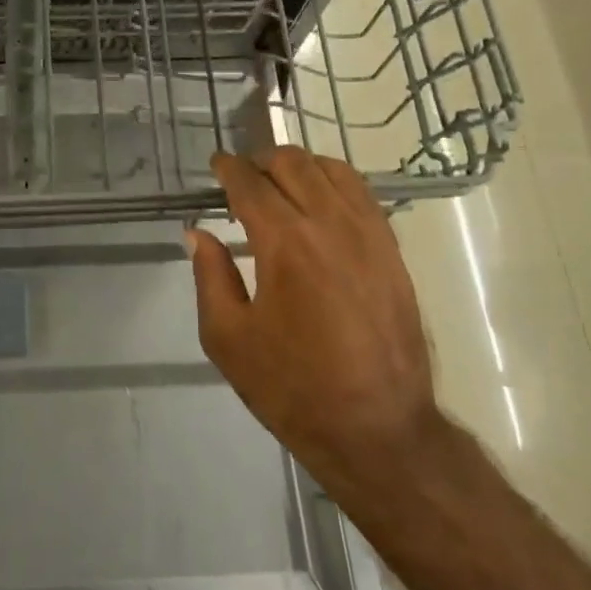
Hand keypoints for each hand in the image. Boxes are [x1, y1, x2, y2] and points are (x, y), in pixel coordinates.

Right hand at [187, 147, 441, 497]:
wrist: (379, 429)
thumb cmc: (293, 388)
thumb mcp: (229, 339)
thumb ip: (210, 276)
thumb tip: (198, 233)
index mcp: (285, 243)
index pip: (251, 183)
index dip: (228, 168)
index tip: (217, 164)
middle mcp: (329, 224)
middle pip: (292, 163)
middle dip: (261, 160)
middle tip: (243, 177)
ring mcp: (368, 234)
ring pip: (332, 169)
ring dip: (299, 165)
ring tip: (281, 183)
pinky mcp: (392, 250)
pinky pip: (363, 193)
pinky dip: (334, 181)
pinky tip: (321, 200)